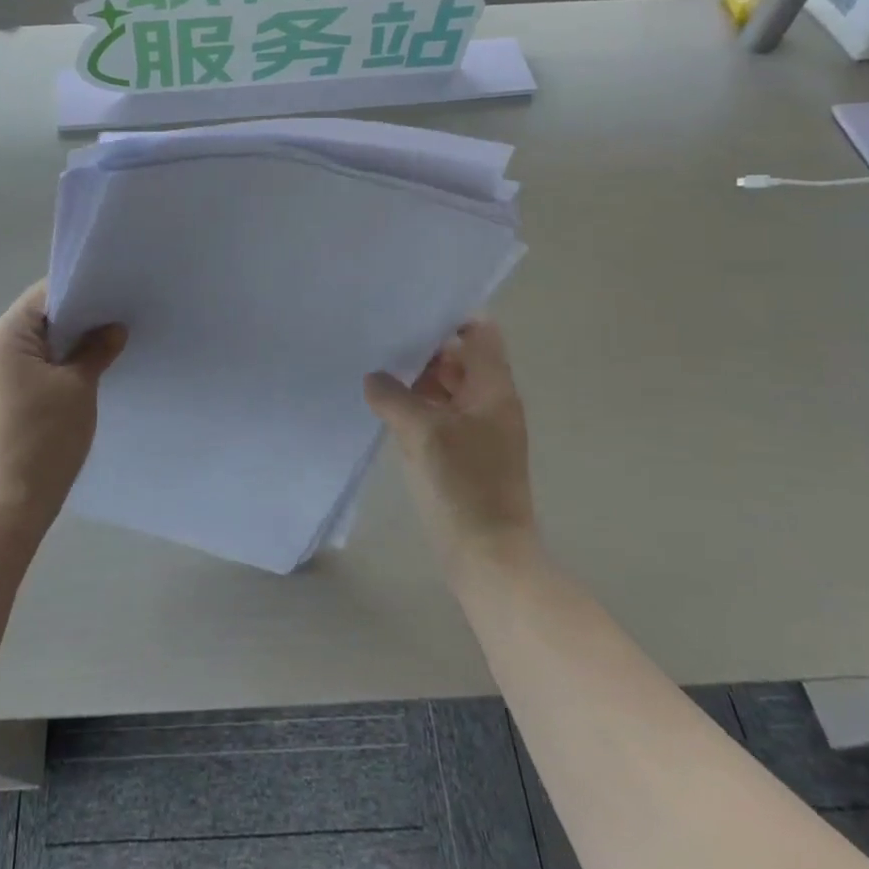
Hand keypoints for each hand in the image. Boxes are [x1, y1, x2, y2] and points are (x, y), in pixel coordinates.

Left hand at [0, 280, 126, 531]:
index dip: (81, 292)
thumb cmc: (43, 437)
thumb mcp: (79, 387)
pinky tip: (80, 384)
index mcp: (3, 336)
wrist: (3, 507)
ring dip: (65, 349)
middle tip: (118, 324)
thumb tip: (113, 329)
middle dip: (77, 322)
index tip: (114, 297)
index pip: (44, 295)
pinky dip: (52, 372)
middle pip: (37, 321)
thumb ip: (96, 350)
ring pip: (32, 349)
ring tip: (105, 352)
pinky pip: (25, 373)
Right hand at [364, 319, 534, 566]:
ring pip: (448, 389)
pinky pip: (441, 417)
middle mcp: (491, 403)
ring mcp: (480, 431)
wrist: (488, 557)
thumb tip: (374, 379)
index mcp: (493, 389)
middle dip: (425, 350)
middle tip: (383, 339)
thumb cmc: (462, 486)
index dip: (451, 318)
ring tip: (377, 369)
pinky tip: (386, 408)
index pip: (480, 333)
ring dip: (418, 381)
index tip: (411, 311)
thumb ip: (393, 397)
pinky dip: (419, 408)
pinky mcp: (465, 455)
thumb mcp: (421, 433)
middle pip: (461, 359)